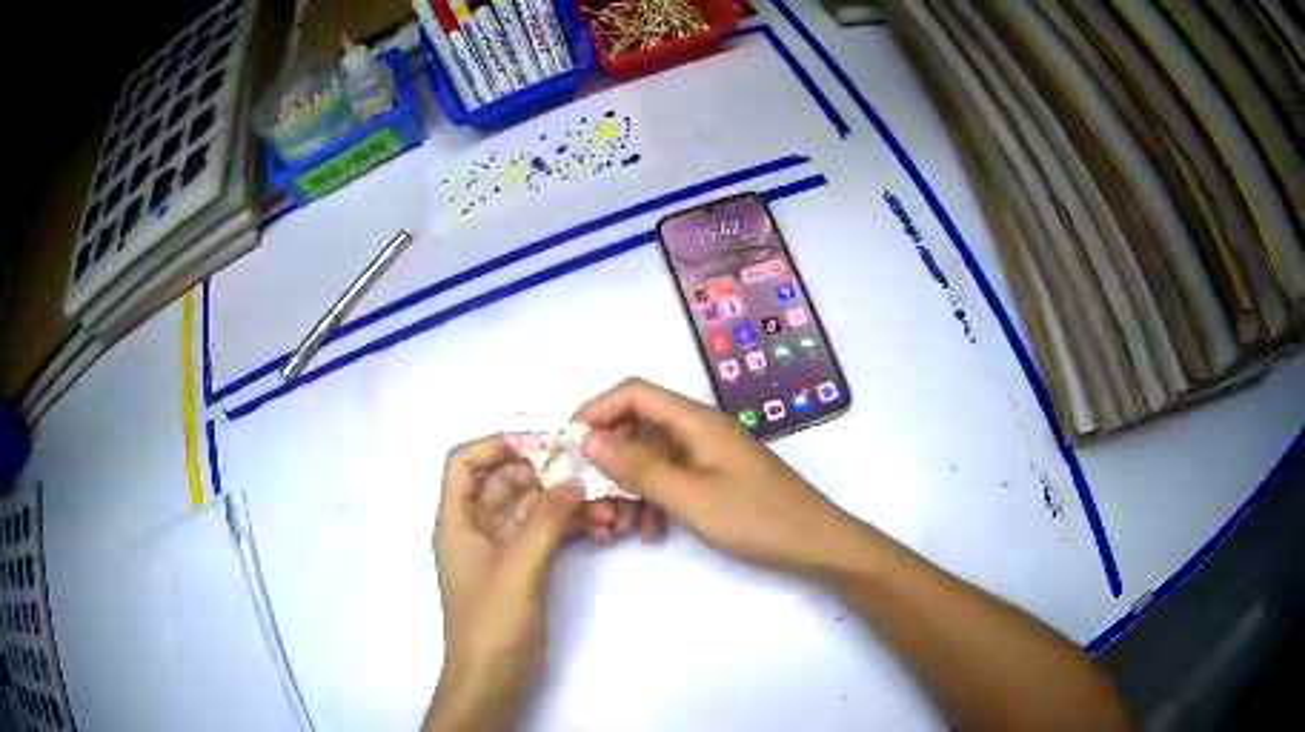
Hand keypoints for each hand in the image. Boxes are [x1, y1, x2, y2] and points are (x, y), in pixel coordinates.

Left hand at [427, 436, 581, 731]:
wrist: (494, 676)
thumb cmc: (493, 620)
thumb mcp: (519, 566)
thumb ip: (546, 520)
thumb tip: (572, 478)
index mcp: (457, 520)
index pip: (465, 463)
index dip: (496, 445)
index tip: (541, 444)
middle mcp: (476, 528)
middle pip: (505, 483)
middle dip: (545, 475)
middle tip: (588, 471)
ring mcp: (501, 549)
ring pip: (532, 510)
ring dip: (565, 505)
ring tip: (606, 507)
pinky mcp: (523, 568)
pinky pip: (546, 535)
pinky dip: (570, 529)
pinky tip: (602, 530)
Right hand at [572, 378, 862, 573]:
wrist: (815, 544)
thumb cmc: (756, 519)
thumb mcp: (689, 497)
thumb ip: (638, 466)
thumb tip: (588, 438)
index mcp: (695, 421)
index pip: (633, 393)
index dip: (596, 410)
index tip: (568, 444)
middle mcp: (700, 430)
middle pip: (639, 425)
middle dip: (608, 457)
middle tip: (588, 495)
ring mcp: (710, 454)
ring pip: (653, 457)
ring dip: (629, 485)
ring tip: (616, 524)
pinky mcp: (717, 477)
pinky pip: (673, 478)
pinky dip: (654, 500)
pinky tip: (650, 533)